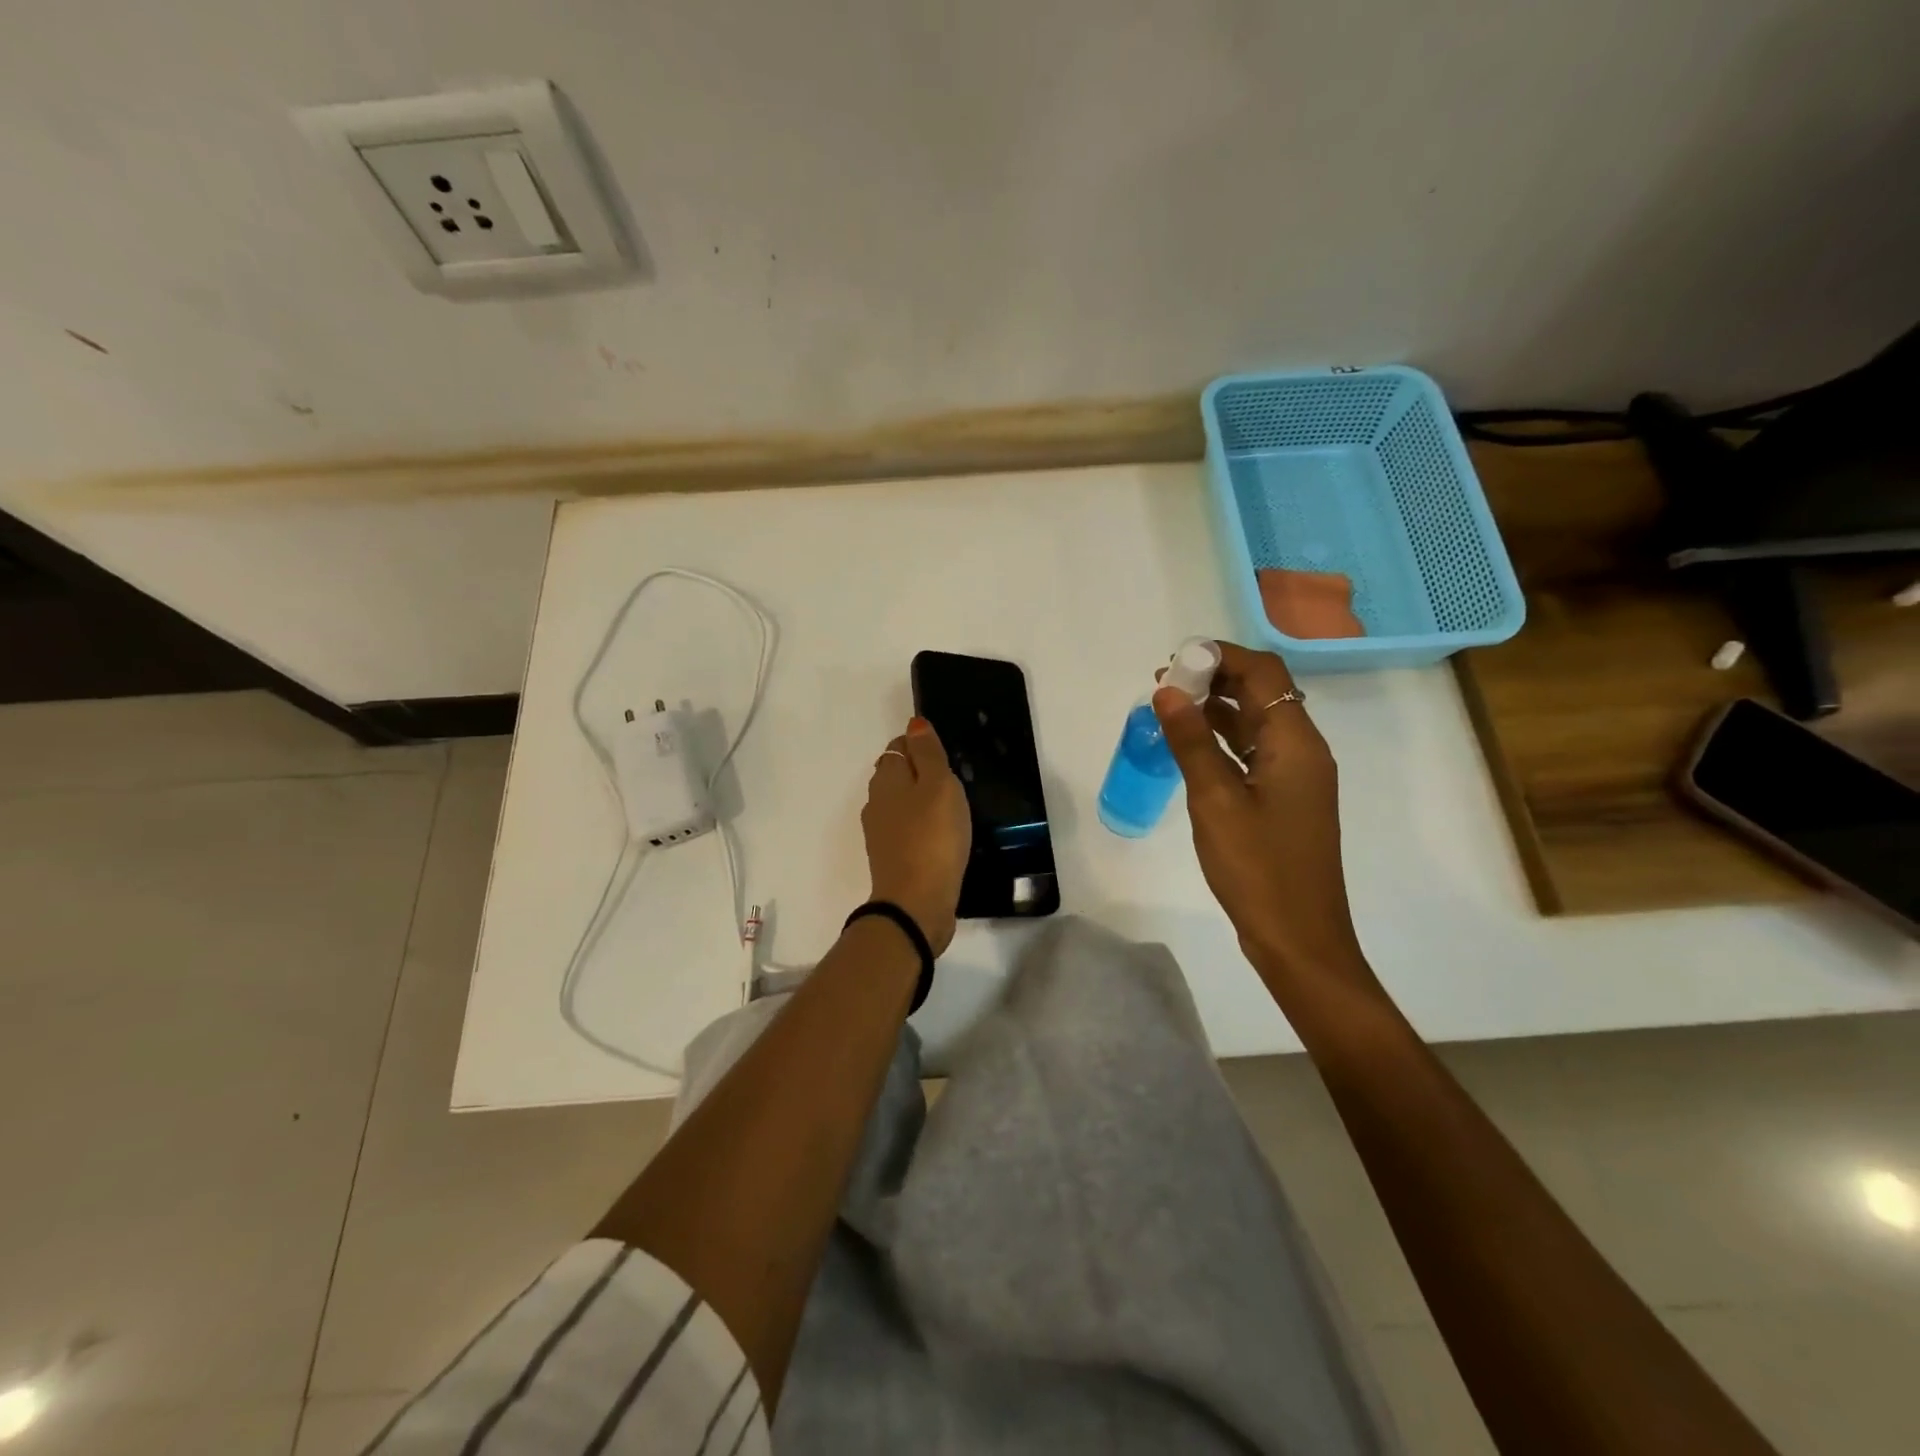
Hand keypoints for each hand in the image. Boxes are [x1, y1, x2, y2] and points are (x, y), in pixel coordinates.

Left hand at [861, 717, 971, 954]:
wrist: (916, 904)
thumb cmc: (932, 837)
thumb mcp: (938, 786)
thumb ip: (927, 753)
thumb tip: (914, 724)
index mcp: (886, 779)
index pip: (898, 747)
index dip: (920, 745)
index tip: (946, 755)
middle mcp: (876, 802)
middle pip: (896, 775)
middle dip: (919, 772)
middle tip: (953, 780)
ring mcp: (881, 833)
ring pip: (900, 804)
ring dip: (921, 801)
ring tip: (951, 808)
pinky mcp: (892, 859)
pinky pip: (907, 831)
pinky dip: (921, 827)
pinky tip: (941, 837)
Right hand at [1152, 642, 1368, 987]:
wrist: (1297, 937)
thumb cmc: (1258, 868)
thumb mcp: (1215, 800)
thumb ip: (1191, 741)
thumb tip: (1167, 690)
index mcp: (1296, 742)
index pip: (1264, 673)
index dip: (1222, 657)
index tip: (1176, 661)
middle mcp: (1302, 750)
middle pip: (1262, 693)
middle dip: (1215, 679)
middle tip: (1163, 683)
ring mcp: (1295, 777)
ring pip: (1255, 723)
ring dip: (1215, 708)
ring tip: (1167, 705)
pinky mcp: (1284, 799)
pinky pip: (1252, 752)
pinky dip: (1221, 739)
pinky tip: (1188, 744)